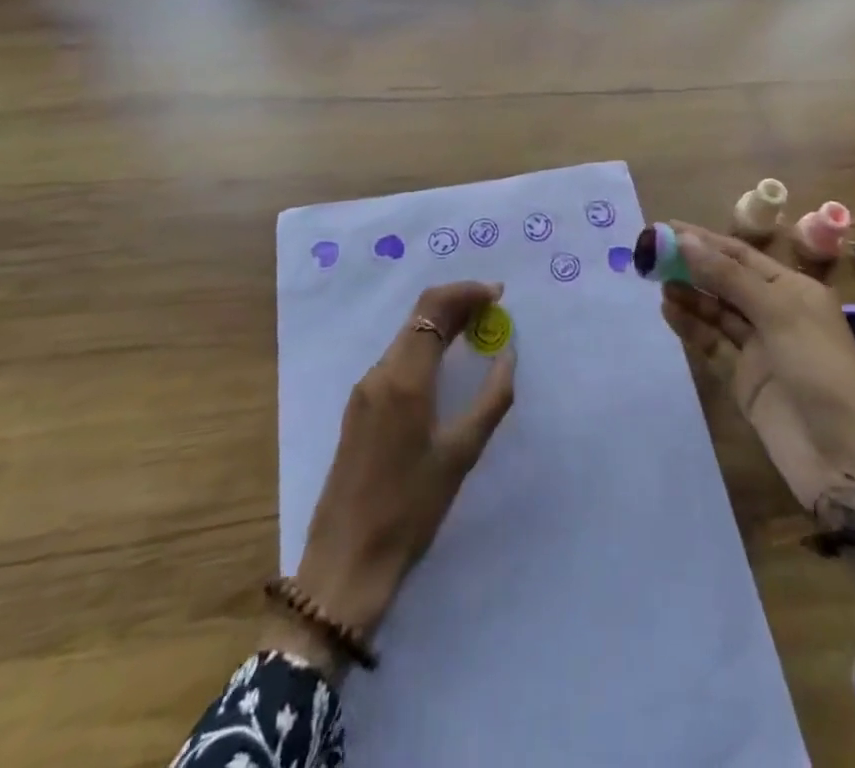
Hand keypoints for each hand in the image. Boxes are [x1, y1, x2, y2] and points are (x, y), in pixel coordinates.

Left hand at [273, 281, 514, 671]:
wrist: (345, 561)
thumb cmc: (410, 509)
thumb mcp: (461, 455)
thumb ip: (491, 399)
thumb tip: (508, 354)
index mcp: (404, 378)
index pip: (434, 307)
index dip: (468, 292)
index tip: (499, 295)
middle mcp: (379, 372)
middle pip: (420, 316)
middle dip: (458, 305)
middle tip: (494, 312)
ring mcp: (364, 390)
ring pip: (407, 336)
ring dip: (442, 324)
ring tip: (477, 333)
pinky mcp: (359, 408)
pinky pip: (397, 359)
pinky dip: (425, 348)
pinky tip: (446, 365)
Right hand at [660, 224, 854, 518]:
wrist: (847, 460)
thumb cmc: (821, 371)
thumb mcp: (779, 313)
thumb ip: (728, 277)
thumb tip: (683, 239)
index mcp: (793, 289)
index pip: (740, 255)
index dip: (703, 240)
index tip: (664, 228)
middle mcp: (775, 312)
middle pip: (725, 280)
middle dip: (691, 265)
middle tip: (649, 254)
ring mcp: (759, 348)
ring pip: (716, 312)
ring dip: (688, 294)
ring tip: (654, 281)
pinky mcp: (744, 380)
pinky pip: (712, 345)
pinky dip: (691, 327)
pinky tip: (668, 311)